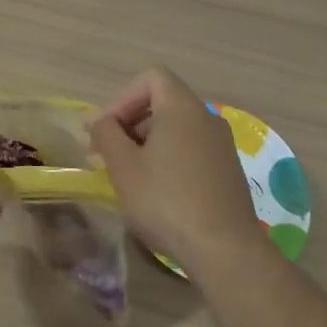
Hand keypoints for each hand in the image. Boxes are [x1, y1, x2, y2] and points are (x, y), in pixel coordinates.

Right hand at [89, 67, 263, 273]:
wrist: (224, 249)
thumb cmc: (166, 201)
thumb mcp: (123, 167)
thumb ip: (106, 134)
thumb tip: (97, 119)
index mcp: (183, 108)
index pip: (151, 78)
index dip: (122, 98)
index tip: (105, 130)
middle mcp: (207, 117)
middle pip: (163, 102)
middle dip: (130, 122)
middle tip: (106, 154)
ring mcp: (222, 145)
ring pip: (177, 128)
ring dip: (147, 143)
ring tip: (128, 175)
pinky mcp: (228, 170)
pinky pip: (192, 149)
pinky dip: (169, 158)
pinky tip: (157, 191)